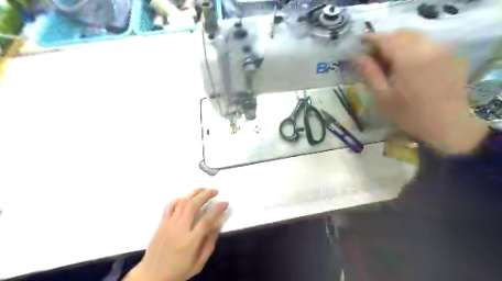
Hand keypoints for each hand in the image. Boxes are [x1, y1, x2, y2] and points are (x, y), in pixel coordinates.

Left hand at [125, 188, 228, 280]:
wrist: (151, 276)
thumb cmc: (179, 271)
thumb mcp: (199, 262)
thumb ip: (210, 241)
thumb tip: (218, 222)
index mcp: (190, 242)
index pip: (207, 219)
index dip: (218, 209)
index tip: (225, 203)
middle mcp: (179, 229)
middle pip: (193, 205)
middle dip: (206, 194)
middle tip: (216, 191)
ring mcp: (168, 224)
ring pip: (182, 202)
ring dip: (195, 192)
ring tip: (204, 189)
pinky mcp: (161, 222)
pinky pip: (170, 205)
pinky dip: (180, 198)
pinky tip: (187, 197)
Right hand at [354, 31, 488, 155]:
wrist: (447, 125)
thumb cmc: (409, 115)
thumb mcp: (383, 96)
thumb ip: (370, 73)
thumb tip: (357, 57)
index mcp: (410, 59)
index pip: (387, 39)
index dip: (371, 38)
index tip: (358, 42)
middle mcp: (429, 48)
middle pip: (402, 33)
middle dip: (384, 40)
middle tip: (370, 54)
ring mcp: (443, 50)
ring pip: (415, 37)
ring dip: (397, 43)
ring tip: (385, 59)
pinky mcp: (450, 55)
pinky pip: (426, 43)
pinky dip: (410, 48)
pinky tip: (403, 63)